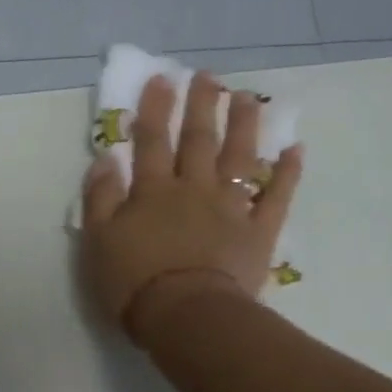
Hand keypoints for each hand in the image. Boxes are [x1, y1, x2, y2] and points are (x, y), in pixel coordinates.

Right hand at [81, 71, 302, 342]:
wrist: (186, 315)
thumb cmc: (133, 281)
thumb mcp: (98, 240)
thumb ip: (100, 197)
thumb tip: (106, 158)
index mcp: (153, 191)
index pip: (152, 142)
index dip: (156, 109)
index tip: (162, 79)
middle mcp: (194, 189)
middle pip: (199, 141)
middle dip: (202, 106)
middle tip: (207, 77)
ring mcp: (230, 208)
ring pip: (239, 158)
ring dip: (244, 126)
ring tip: (246, 98)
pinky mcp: (258, 232)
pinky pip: (276, 197)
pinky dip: (286, 174)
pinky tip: (294, 151)